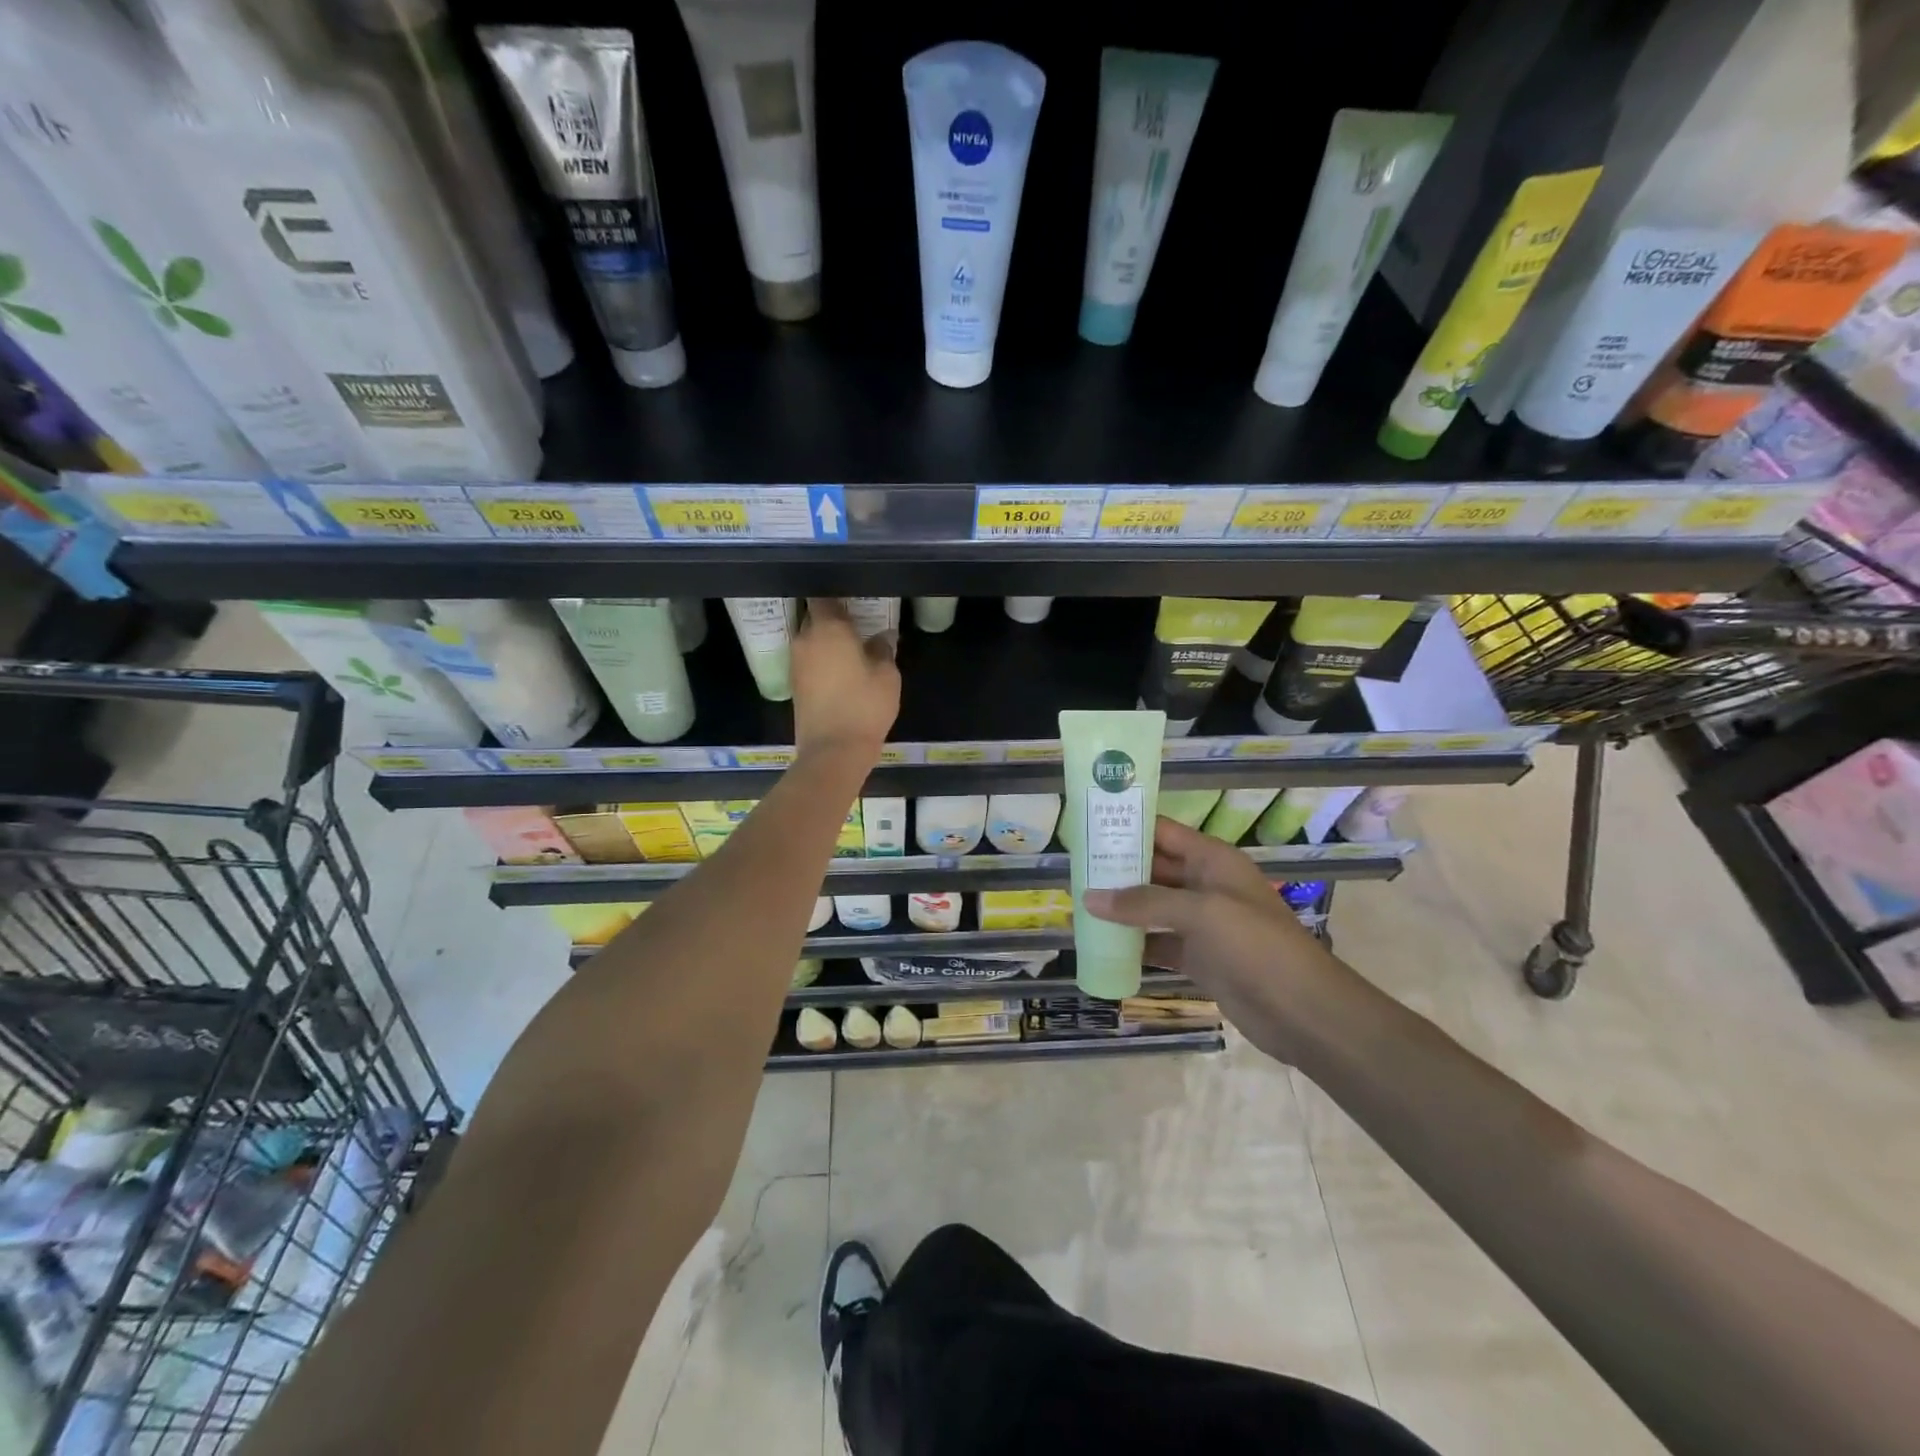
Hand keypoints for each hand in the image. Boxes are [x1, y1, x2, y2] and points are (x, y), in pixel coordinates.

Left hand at [791, 599, 899, 765]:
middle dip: (833, 618)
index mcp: (827, 628)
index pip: (824, 597)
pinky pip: (809, 659)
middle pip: (815, 617)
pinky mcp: (795, 684)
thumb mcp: (887, 676)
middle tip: (858, 622)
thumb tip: (883, 636)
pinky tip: (842, 668)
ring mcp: (796, 663)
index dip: (838, 595)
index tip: (854, 599)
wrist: (833, 750)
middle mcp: (805, 639)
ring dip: (827, 640)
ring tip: (852, 647)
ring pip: (811, 639)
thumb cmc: (864, 706)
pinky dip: (822, 659)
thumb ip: (884, 649)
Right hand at [1084, 817, 1346, 1049]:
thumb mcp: (1200, 913)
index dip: (1128, 826)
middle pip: (1153, 869)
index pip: (1163, 832)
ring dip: (1121, 908)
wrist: (1303, 1010)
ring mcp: (1202, 924)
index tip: (1087, 827)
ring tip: (1077, 905)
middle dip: (1116, 869)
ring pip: (1152, 907)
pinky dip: (1133, 944)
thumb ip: (1144, 903)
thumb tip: (1089, 898)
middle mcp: (1205, 885)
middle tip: (1073, 870)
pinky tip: (1102, 946)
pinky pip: (1158, 942)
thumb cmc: (1255, 945)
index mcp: (1212, 860)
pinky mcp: (1199, 957)